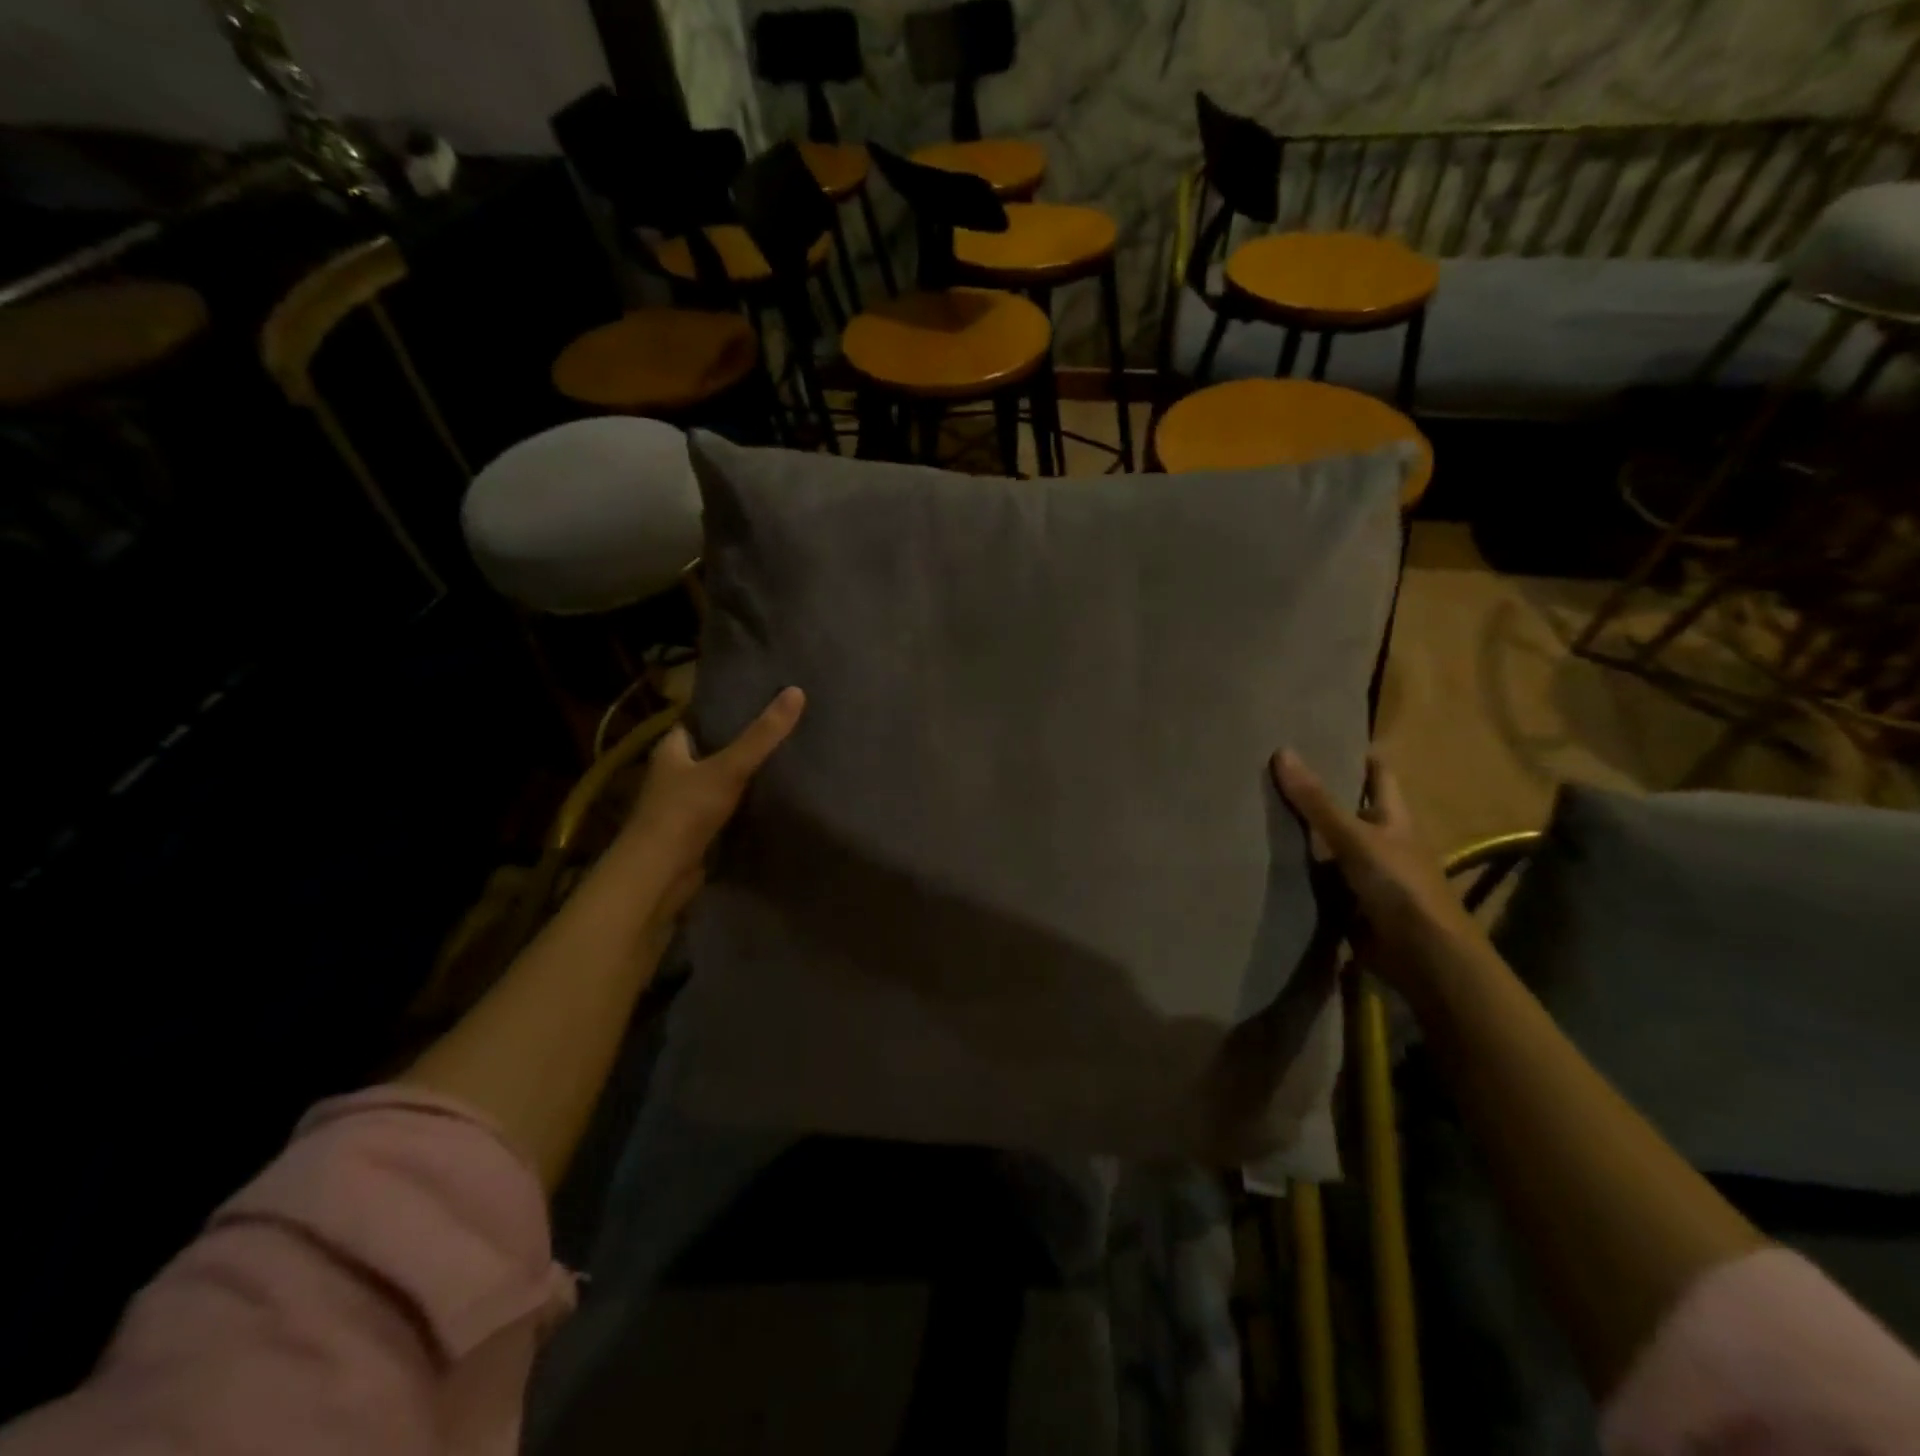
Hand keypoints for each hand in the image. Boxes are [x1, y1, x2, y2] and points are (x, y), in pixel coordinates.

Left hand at [618, 687, 805, 921]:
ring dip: (741, 777)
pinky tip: (770, 800)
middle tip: (779, 731)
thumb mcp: (729, 767)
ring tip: (783, 761)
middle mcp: (672, 774)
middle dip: (738, 745)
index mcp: (671, 750)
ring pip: (717, 783)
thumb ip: (762, 735)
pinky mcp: (694, 833)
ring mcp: (682, 806)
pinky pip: (723, 811)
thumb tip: (796, 691)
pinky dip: (742, 806)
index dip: (723, 712)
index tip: (758, 702)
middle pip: (709, 752)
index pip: (696, 722)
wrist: (659, 874)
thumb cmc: (685, 811)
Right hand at [1271, 749, 1481, 998]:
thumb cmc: (1399, 885)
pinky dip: (1300, 870)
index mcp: (1394, 817)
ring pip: (1331, 844)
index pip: (1377, 774)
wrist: (1423, 956)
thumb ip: (1317, 801)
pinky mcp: (1351, 902)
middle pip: (1349, 808)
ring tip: (1258, 809)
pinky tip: (1267, 859)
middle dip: (1318, 793)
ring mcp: (1368, 873)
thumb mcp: (1354, 837)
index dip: (1356, 755)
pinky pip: (1320, 878)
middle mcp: (1383, 840)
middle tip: (1272, 772)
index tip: (1322, 737)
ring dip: (1303, 834)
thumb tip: (1281, 751)